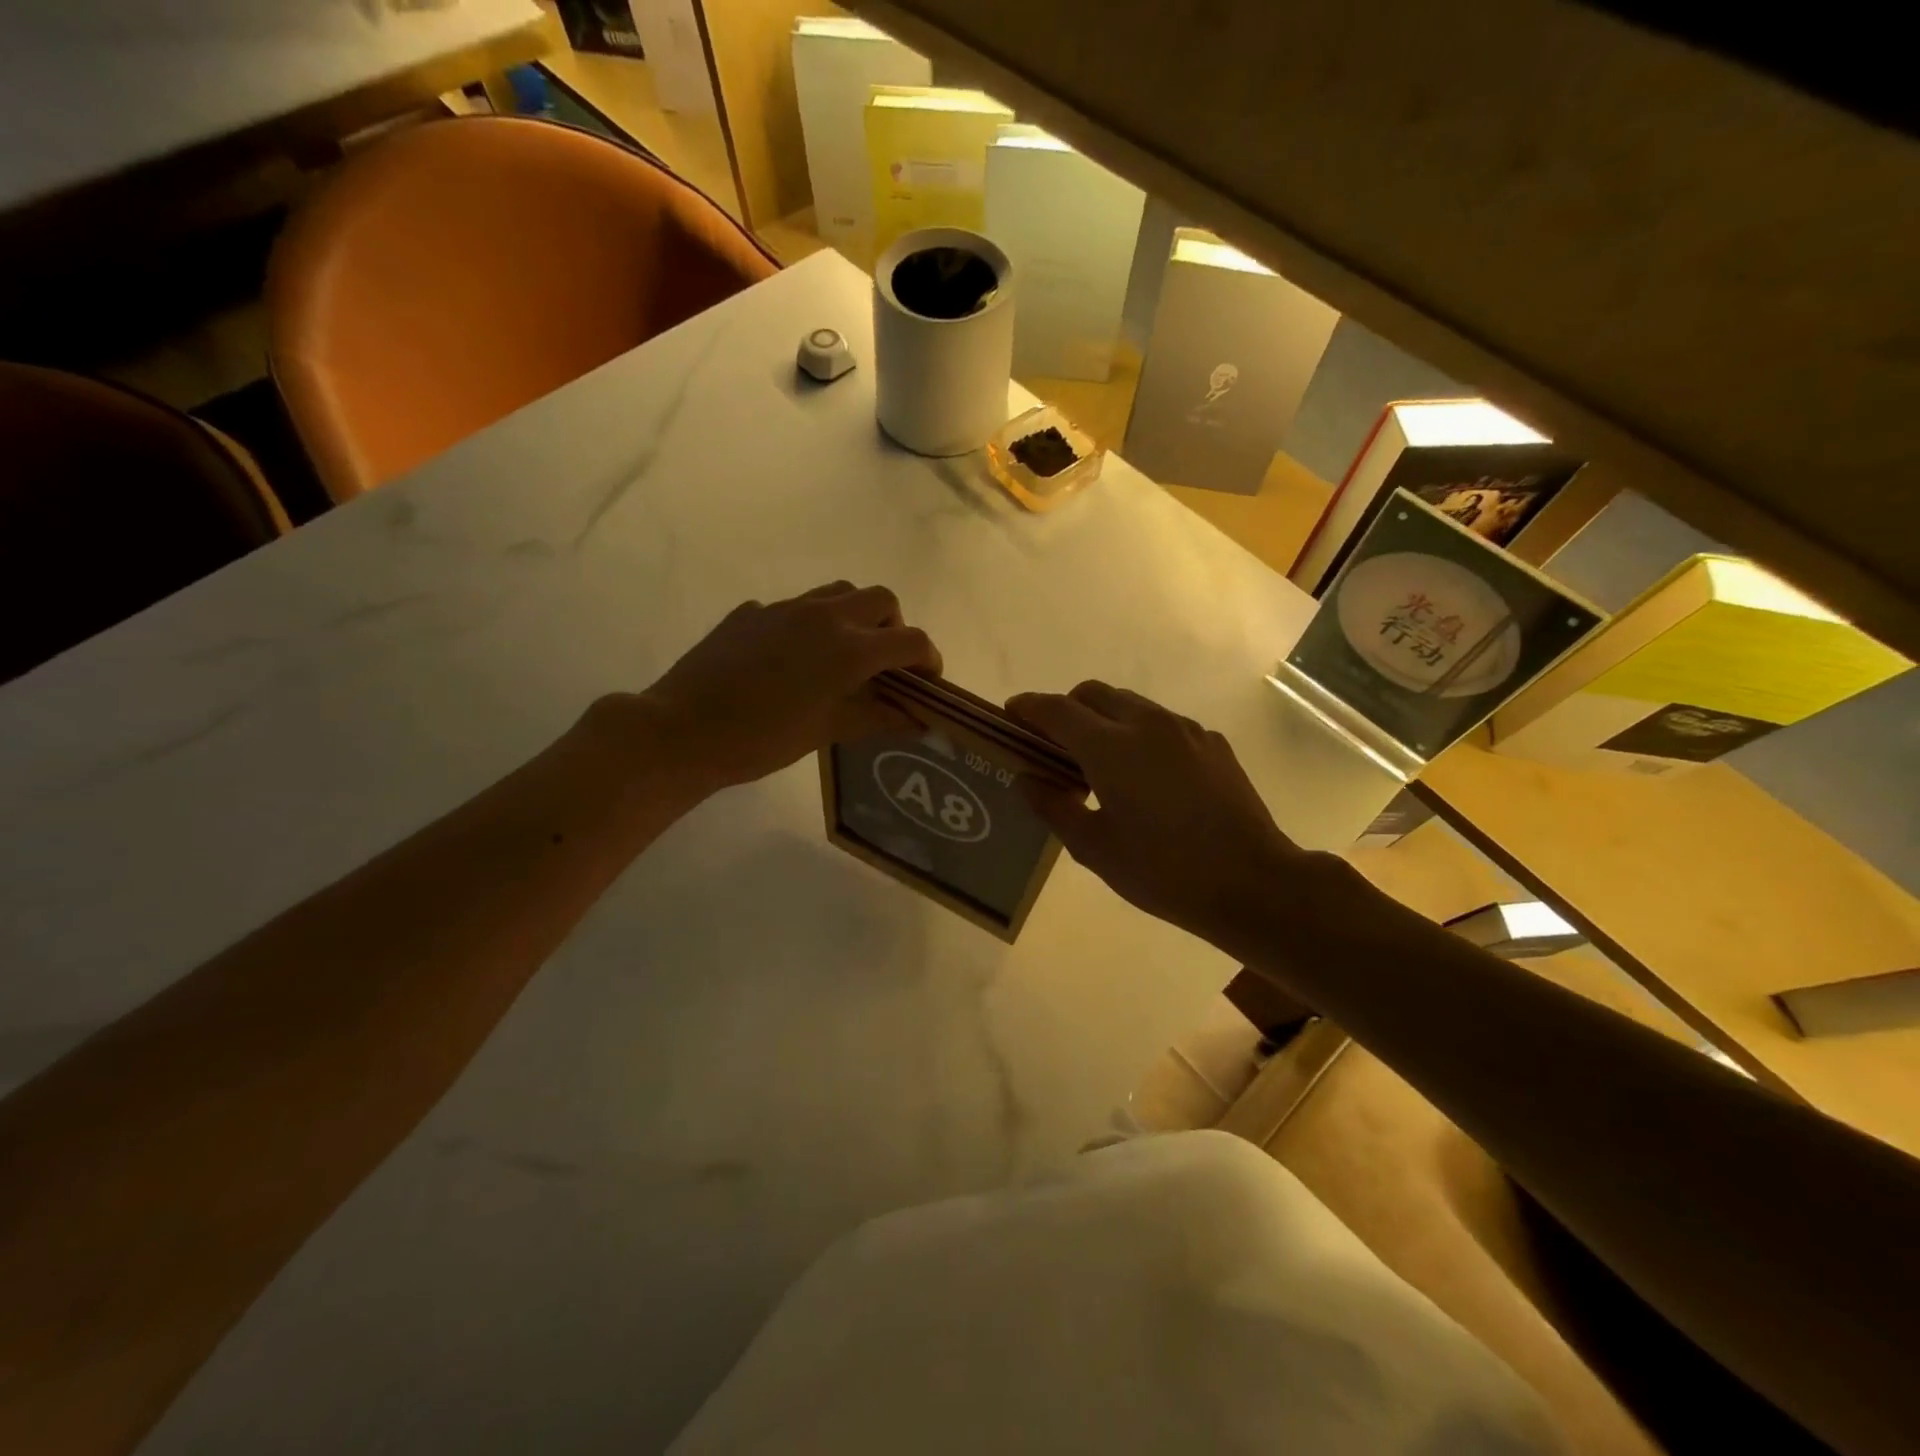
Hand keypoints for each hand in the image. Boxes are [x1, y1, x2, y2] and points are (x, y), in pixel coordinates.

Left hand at [620, 583, 940, 791]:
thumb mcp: (827, 731)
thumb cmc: (762, 739)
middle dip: (894, 627)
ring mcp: (784, 609)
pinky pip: (795, 608)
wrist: (682, 730)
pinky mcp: (751, 613)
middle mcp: (824, 616)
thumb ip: (877, 718)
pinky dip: (810, 626)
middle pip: (881, 599)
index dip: (929, 660)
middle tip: (884, 664)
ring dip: (855, 616)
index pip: (911, 641)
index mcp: (849, 648)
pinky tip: (790, 661)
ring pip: (838, 593)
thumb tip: (917, 719)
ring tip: (843, 655)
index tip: (927, 682)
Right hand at [1007, 682, 1349, 961]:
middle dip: (1066, 709)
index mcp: (1111, 747)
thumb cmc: (1163, 871)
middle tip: (1054, 746)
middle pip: (1093, 694)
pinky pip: (1162, 723)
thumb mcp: (1095, 848)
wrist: (1253, 883)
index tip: (1010, 715)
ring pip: (1130, 704)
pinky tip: (1146, 778)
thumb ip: (1053, 807)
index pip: (1056, 711)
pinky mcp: (1212, 743)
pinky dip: (1139, 734)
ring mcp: (1185, 730)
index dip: (1027, 708)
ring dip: (1103, 719)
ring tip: (1099, 764)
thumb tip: (1026, 778)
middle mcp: (1147, 723)